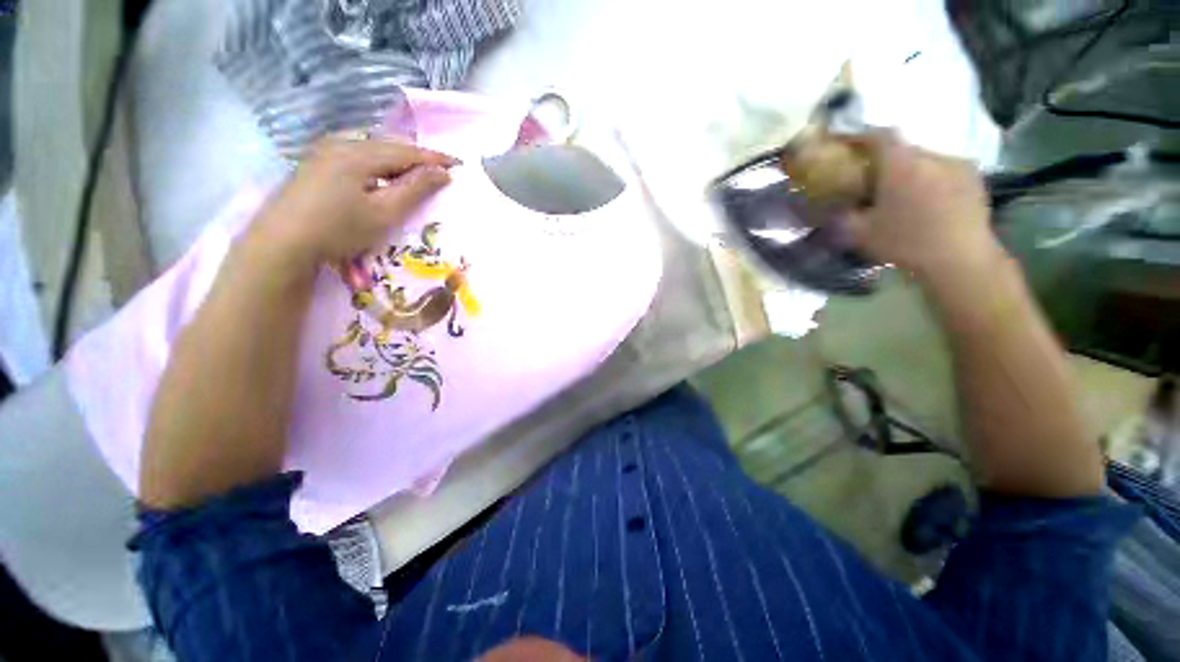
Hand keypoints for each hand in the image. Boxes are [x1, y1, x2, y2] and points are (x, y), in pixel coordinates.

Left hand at [248, 135, 458, 272]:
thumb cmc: (339, 229)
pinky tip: (379, 173)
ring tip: (414, 172)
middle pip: (388, 144)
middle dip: (416, 156)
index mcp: (359, 153)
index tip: (459, 165)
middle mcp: (341, 143)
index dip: (435, 158)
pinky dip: (376, 160)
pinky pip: (355, 152)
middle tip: (439, 170)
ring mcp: (324, 151)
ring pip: (370, 146)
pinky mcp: (315, 162)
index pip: (407, 152)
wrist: (282, 241)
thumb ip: (415, 189)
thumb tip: (442, 172)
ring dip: (396, 157)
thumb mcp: (384, 212)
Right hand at [845, 131, 1002, 286]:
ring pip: (925, 159)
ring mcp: (957, 164)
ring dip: (911, 169)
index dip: (860, 136)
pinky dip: (932, 177)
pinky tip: (928, 200)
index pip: (879, 135)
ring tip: (903, 193)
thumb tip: (829, 206)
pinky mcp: (974, 177)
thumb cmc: (906, 243)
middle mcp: (931, 156)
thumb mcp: (861, 233)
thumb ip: (842, 215)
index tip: (847, 145)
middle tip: (875, 179)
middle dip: (886, 159)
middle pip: (903, 148)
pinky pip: (945, 169)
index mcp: (901, 165)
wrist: (960, 260)